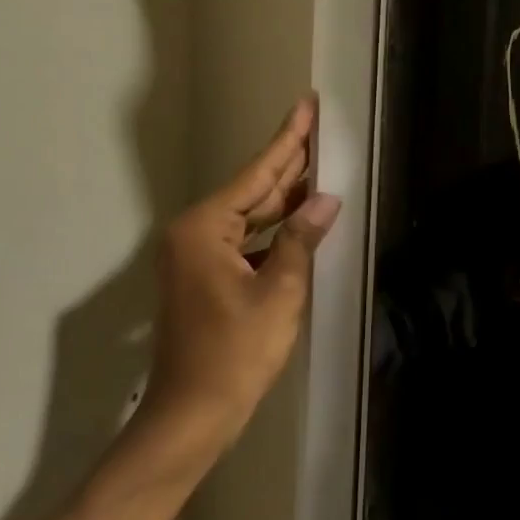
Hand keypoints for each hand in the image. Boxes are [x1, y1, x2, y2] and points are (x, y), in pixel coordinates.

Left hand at [118, 95, 339, 481]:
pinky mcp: (206, 278)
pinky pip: (247, 240)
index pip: (257, 174)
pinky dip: (275, 230)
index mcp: (206, 228)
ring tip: (318, 165)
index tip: (306, 105)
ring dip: (285, 197)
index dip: (288, 140)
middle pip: (253, 190)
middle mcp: (196, 233)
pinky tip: (302, 219)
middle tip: (317, 127)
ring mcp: (198, 257)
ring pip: (250, 216)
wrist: (194, 414)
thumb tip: (326, 201)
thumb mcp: (279, 291)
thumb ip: (302, 239)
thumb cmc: (236, 352)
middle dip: (288, 163)